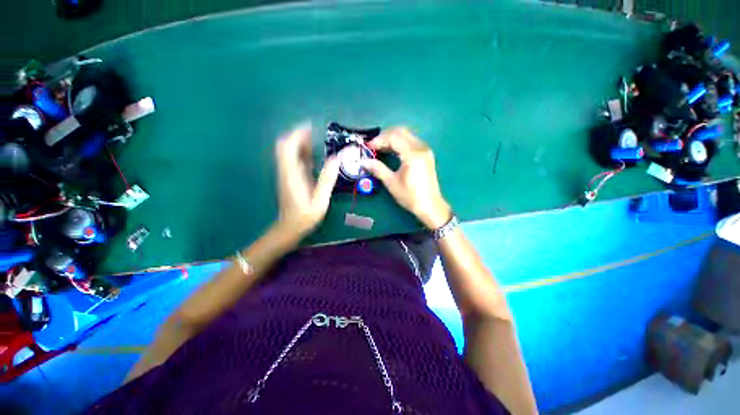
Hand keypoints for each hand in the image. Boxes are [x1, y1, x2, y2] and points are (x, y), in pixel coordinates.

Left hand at [275, 124, 339, 236]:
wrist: (289, 228)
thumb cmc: (305, 217)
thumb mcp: (320, 200)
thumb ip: (327, 179)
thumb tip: (336, 159)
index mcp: (292, 175)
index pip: (287, 147)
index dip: (297, 134)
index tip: (310, 127)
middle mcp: (286, 171)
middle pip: (285, 146)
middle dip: (298, 136)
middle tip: (315, 134)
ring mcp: (286, 175)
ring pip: (288, 153)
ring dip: (300, 144)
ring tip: (316, 141)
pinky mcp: (290, 179)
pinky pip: (293, 161)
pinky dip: (301, 154)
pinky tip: (313, 156)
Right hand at [362, 127, 451, 228]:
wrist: (430, 206)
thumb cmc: (410, 196)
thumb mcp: (392, 183)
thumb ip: (378, 169)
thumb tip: (364, 161)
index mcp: (412, 154)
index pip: (393, 137)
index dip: (379, 140)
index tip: (368, 147)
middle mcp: (420, 148)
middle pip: (401, 132)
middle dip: (385, 136)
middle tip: (374, 146)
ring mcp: (425, 150)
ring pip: (407, 135)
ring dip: (392, 138)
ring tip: (380, 148)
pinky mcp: (426, 154)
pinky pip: (411, 141)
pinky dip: (400, 143)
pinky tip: (392, 151)